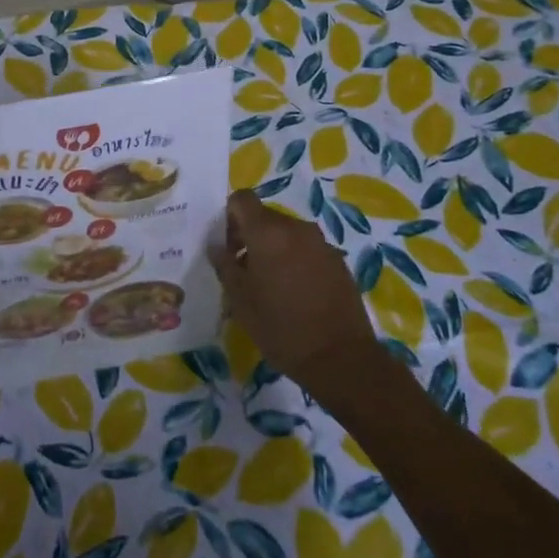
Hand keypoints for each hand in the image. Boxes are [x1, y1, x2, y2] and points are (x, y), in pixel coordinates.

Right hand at [211, 190, 381, 392]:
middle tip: (245, 272)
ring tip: (271, 286)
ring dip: (274, 250)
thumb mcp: (240, 300)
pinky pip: (308, 250)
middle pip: (265, 217)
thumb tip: (217, 247)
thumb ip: (224, 265)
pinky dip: (296, 261)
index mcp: (268, 232)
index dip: (230, 216)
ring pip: (287, 234)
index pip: (242, 198)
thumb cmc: (281, 328)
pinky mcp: (338, 261)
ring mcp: (321, 243)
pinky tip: (296, 295)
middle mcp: (296, 228)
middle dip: (250, 237)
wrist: (341, 359)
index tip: (228, 247)